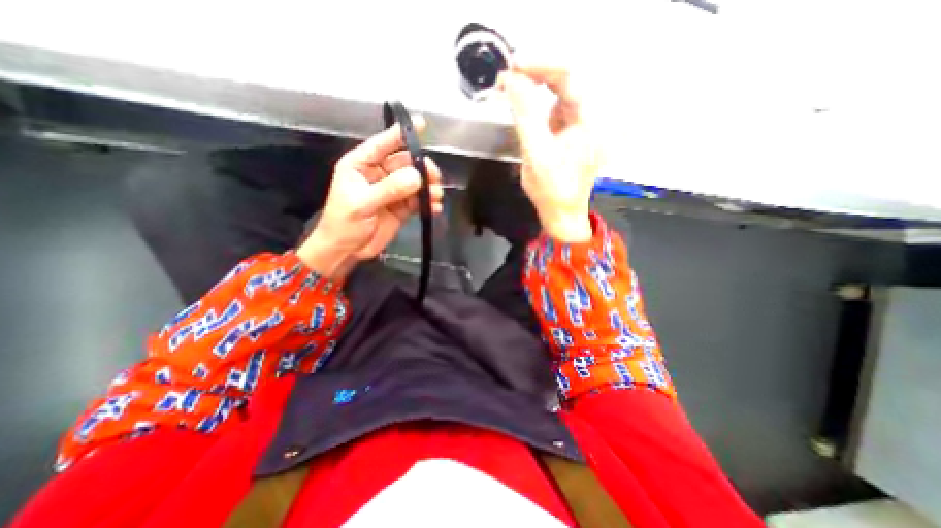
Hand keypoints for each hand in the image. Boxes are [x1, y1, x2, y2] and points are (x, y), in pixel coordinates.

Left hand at [302, 120, 447, 279]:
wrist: (347, 250)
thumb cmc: (344, 223)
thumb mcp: (363, 203)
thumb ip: (389, 189)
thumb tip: (417, 177)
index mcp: (361, 165)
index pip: (383, 144)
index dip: (401, 134)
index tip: (421, 124)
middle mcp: (379, 174)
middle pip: (405, 164)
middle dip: (421, 168)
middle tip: (434, 177)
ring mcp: (392, 191)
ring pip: (415, 182)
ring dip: (428, 187)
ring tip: (437, 195)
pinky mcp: (402, 207)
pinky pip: (418, 201)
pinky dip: (428, 203)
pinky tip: (434, 208)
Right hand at [495, 63, 598, 242]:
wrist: (562, 213)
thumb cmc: (552, 189)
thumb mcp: (536, 152)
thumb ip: (525, 114)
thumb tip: (511, 80)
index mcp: (591, 119)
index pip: (568, 75)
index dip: (540, 65)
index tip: (513, 68)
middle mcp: (591, 116)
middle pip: (565, 81)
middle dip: (535, 76)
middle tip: (507, 78)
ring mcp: (581, 124)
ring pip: (558, 94)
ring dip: (535, 89)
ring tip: (510, 90)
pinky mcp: (570, 133)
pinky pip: (554, 109)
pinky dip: (537, 105)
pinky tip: (522, 107)